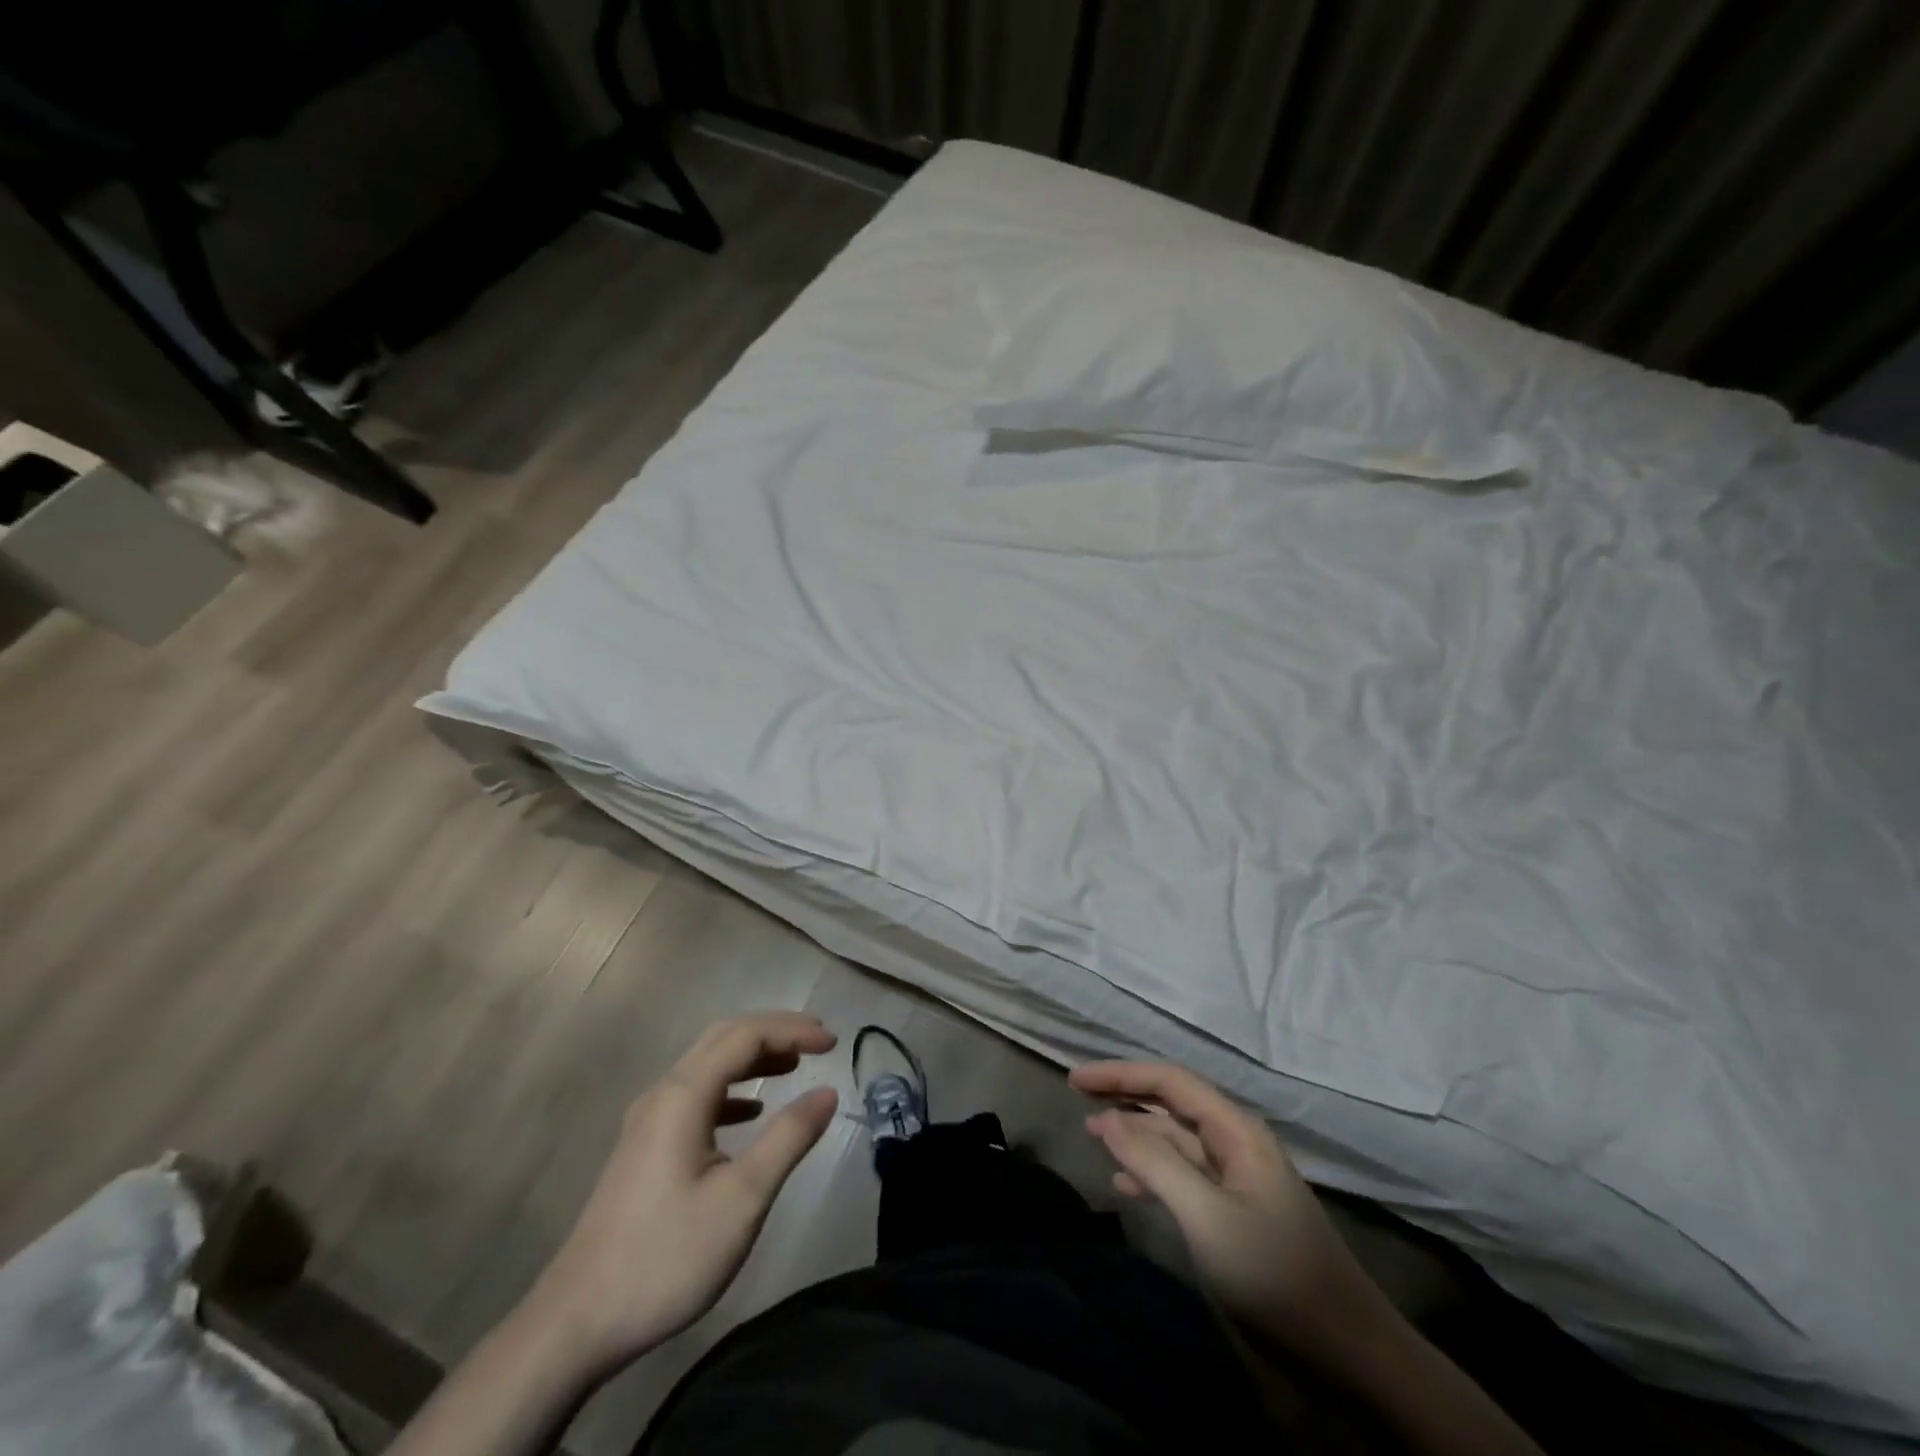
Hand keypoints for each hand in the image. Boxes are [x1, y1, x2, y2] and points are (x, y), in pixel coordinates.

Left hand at [526, 1013, 839, 1377]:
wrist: (577, 1322)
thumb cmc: (667, 1256)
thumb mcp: (742, 1199)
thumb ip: (789, 1138)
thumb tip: (827, 1093)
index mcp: (683, 1095)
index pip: (745, 1035)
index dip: (792, 1030)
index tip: (833, 1043)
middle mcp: (663, 1093)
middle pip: (724, 1038)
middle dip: (774, 1031)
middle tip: (818, 1041)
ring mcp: (649, 1120)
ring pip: (708, 1064)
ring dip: (753, 1056)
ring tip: (794, 1064)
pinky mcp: (645, 1147)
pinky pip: (697, 1094)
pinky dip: (733, 1088)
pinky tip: (753, 1111)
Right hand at [1070, 1061, 1402, 1376]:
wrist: (1348, 1353)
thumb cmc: (1274, 1274)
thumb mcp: (1205, 1216)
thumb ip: (1154, 1162)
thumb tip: (1107, 1117)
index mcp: (1235, 1130)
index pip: (1169, 1081)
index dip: (1121, 1074)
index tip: (1076, 1079)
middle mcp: (1236, 1143)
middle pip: (1172, 1104)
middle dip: (1126, 1096)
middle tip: (1078, 1095)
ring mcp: (1237, 1179)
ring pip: (1176, 1141)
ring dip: (1135, 1135)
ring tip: (1093, 1136)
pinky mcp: (1236, 1213)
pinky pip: (1184, 1176)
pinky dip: (1151, 1174)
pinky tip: (1124, 1185)